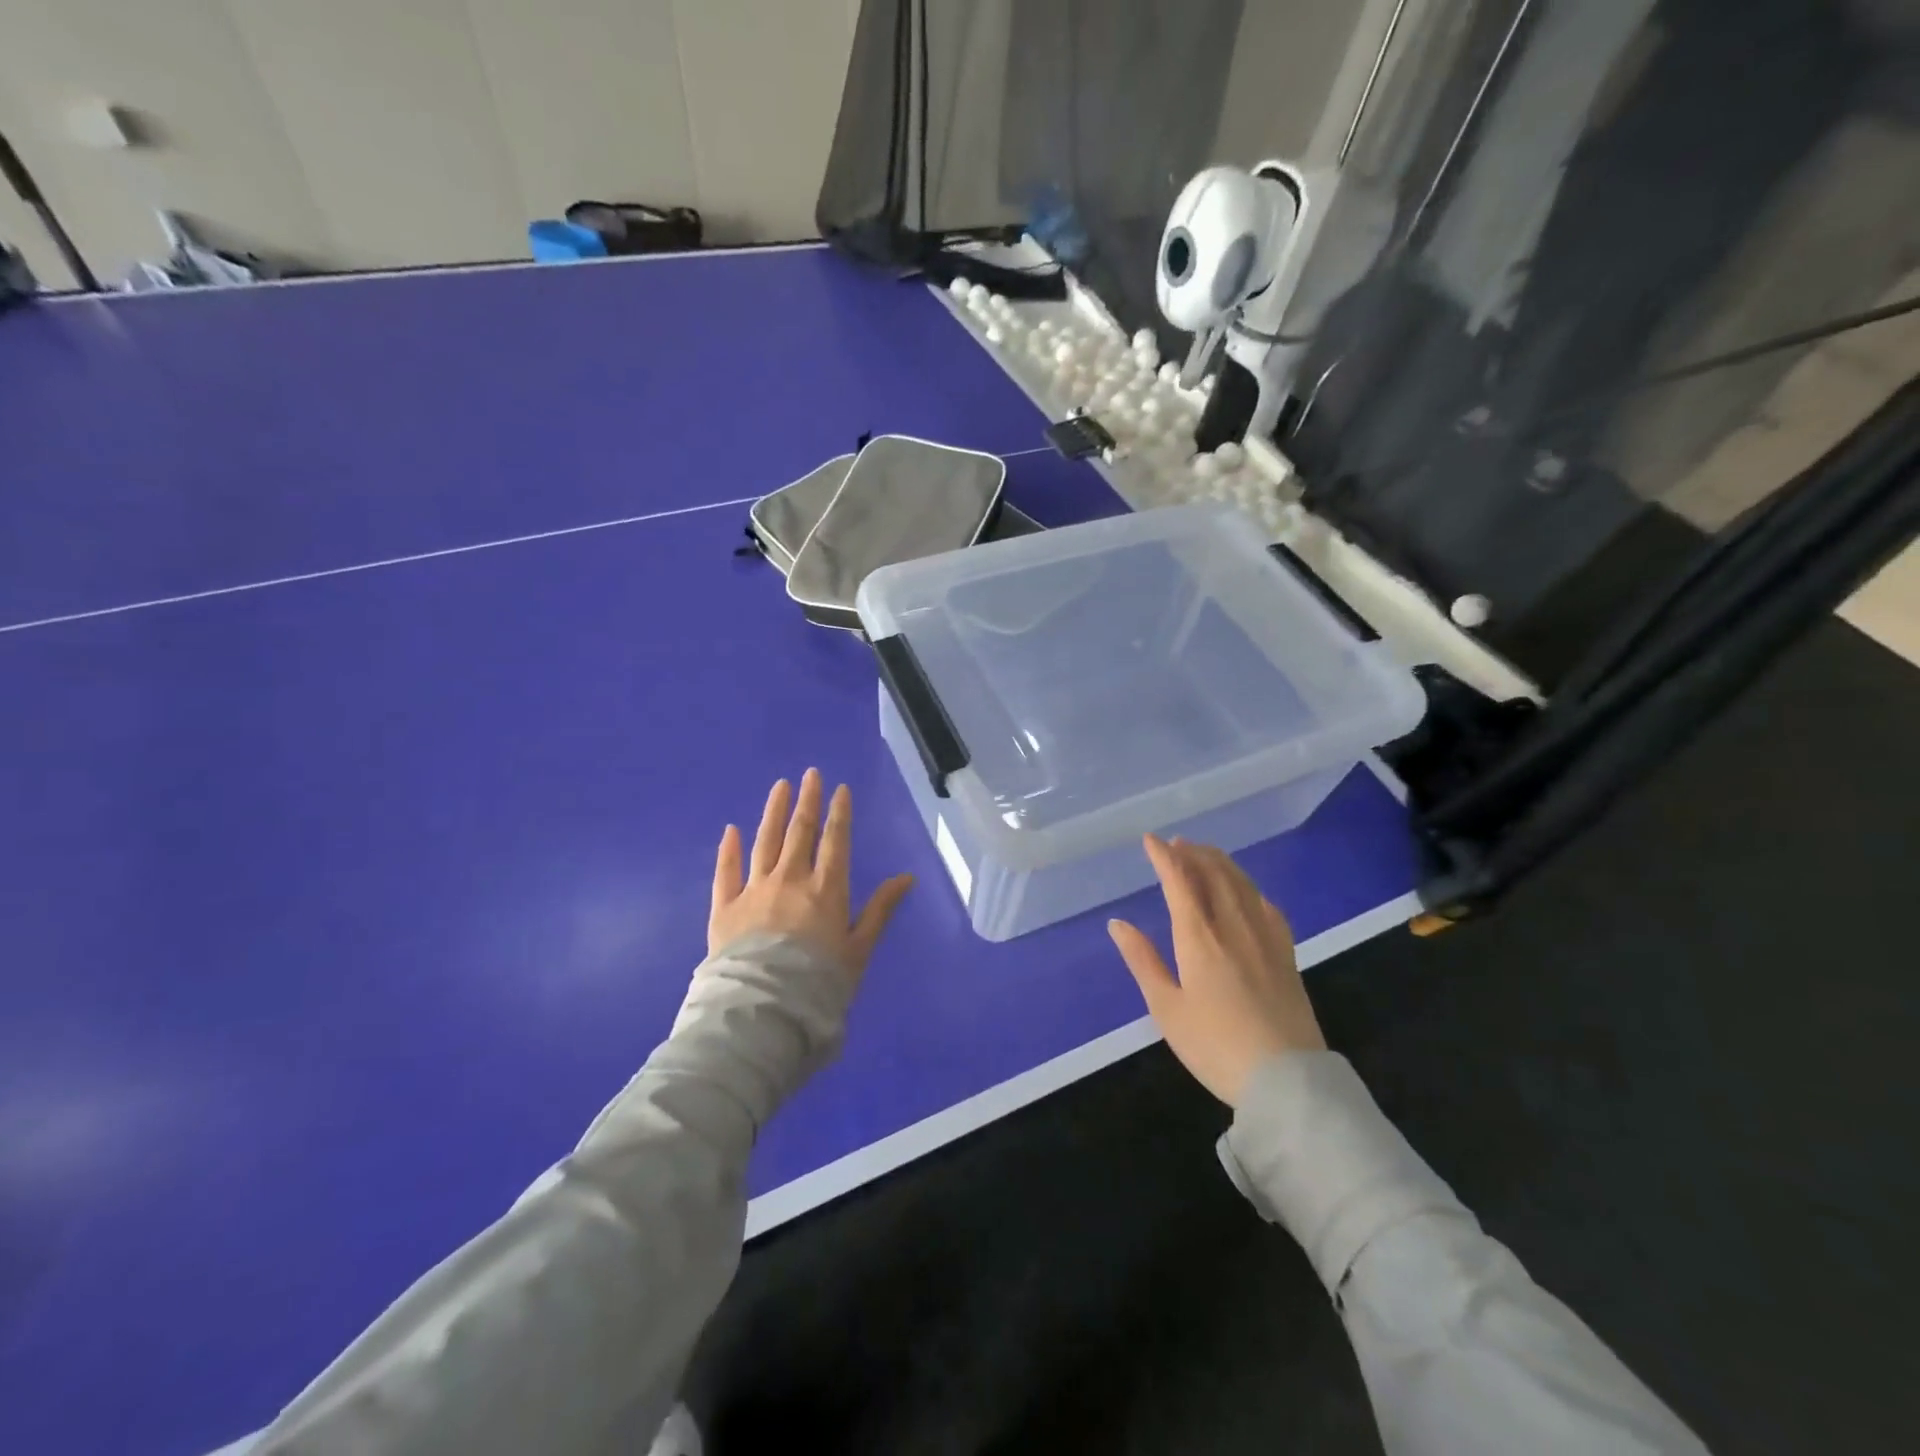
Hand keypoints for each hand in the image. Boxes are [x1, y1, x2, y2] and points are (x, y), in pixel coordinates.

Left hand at [708, 769, 913, 978]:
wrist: (764, 1010)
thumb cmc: (820, 983)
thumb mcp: (860, 949)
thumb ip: (880, 910)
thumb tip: (906, 878)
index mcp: (826, 889)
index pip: (835, 841)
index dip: (839, 813)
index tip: (840, 788)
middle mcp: (790, 880)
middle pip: (800, 832)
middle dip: (807, 801)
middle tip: (810, 774)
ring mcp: (755, 890)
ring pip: (765, 842)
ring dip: (774, 812)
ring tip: (780, 787)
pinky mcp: (725, 907)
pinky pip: (727, 871)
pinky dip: (729, 849)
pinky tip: (731, 829)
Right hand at [1108, 835, 1325, 1106]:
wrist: (1286, 1080)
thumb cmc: (1215, 1046)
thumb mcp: (1166, 1008)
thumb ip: (1142, 960)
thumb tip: (1118, 924)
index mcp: (1200, 937)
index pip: (1180, 882)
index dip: (1164, 857)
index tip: (1150, 840)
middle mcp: (1234, 926)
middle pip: (1214, 874)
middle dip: (1193, 853)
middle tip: (1177, 843)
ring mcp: (1265, 937)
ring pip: (1242, 884)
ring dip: (1221, 862)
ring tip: (1205, 853)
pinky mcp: (1286, 954)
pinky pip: (1266, 904)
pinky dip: (1248, 887)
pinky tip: (1246, 891)